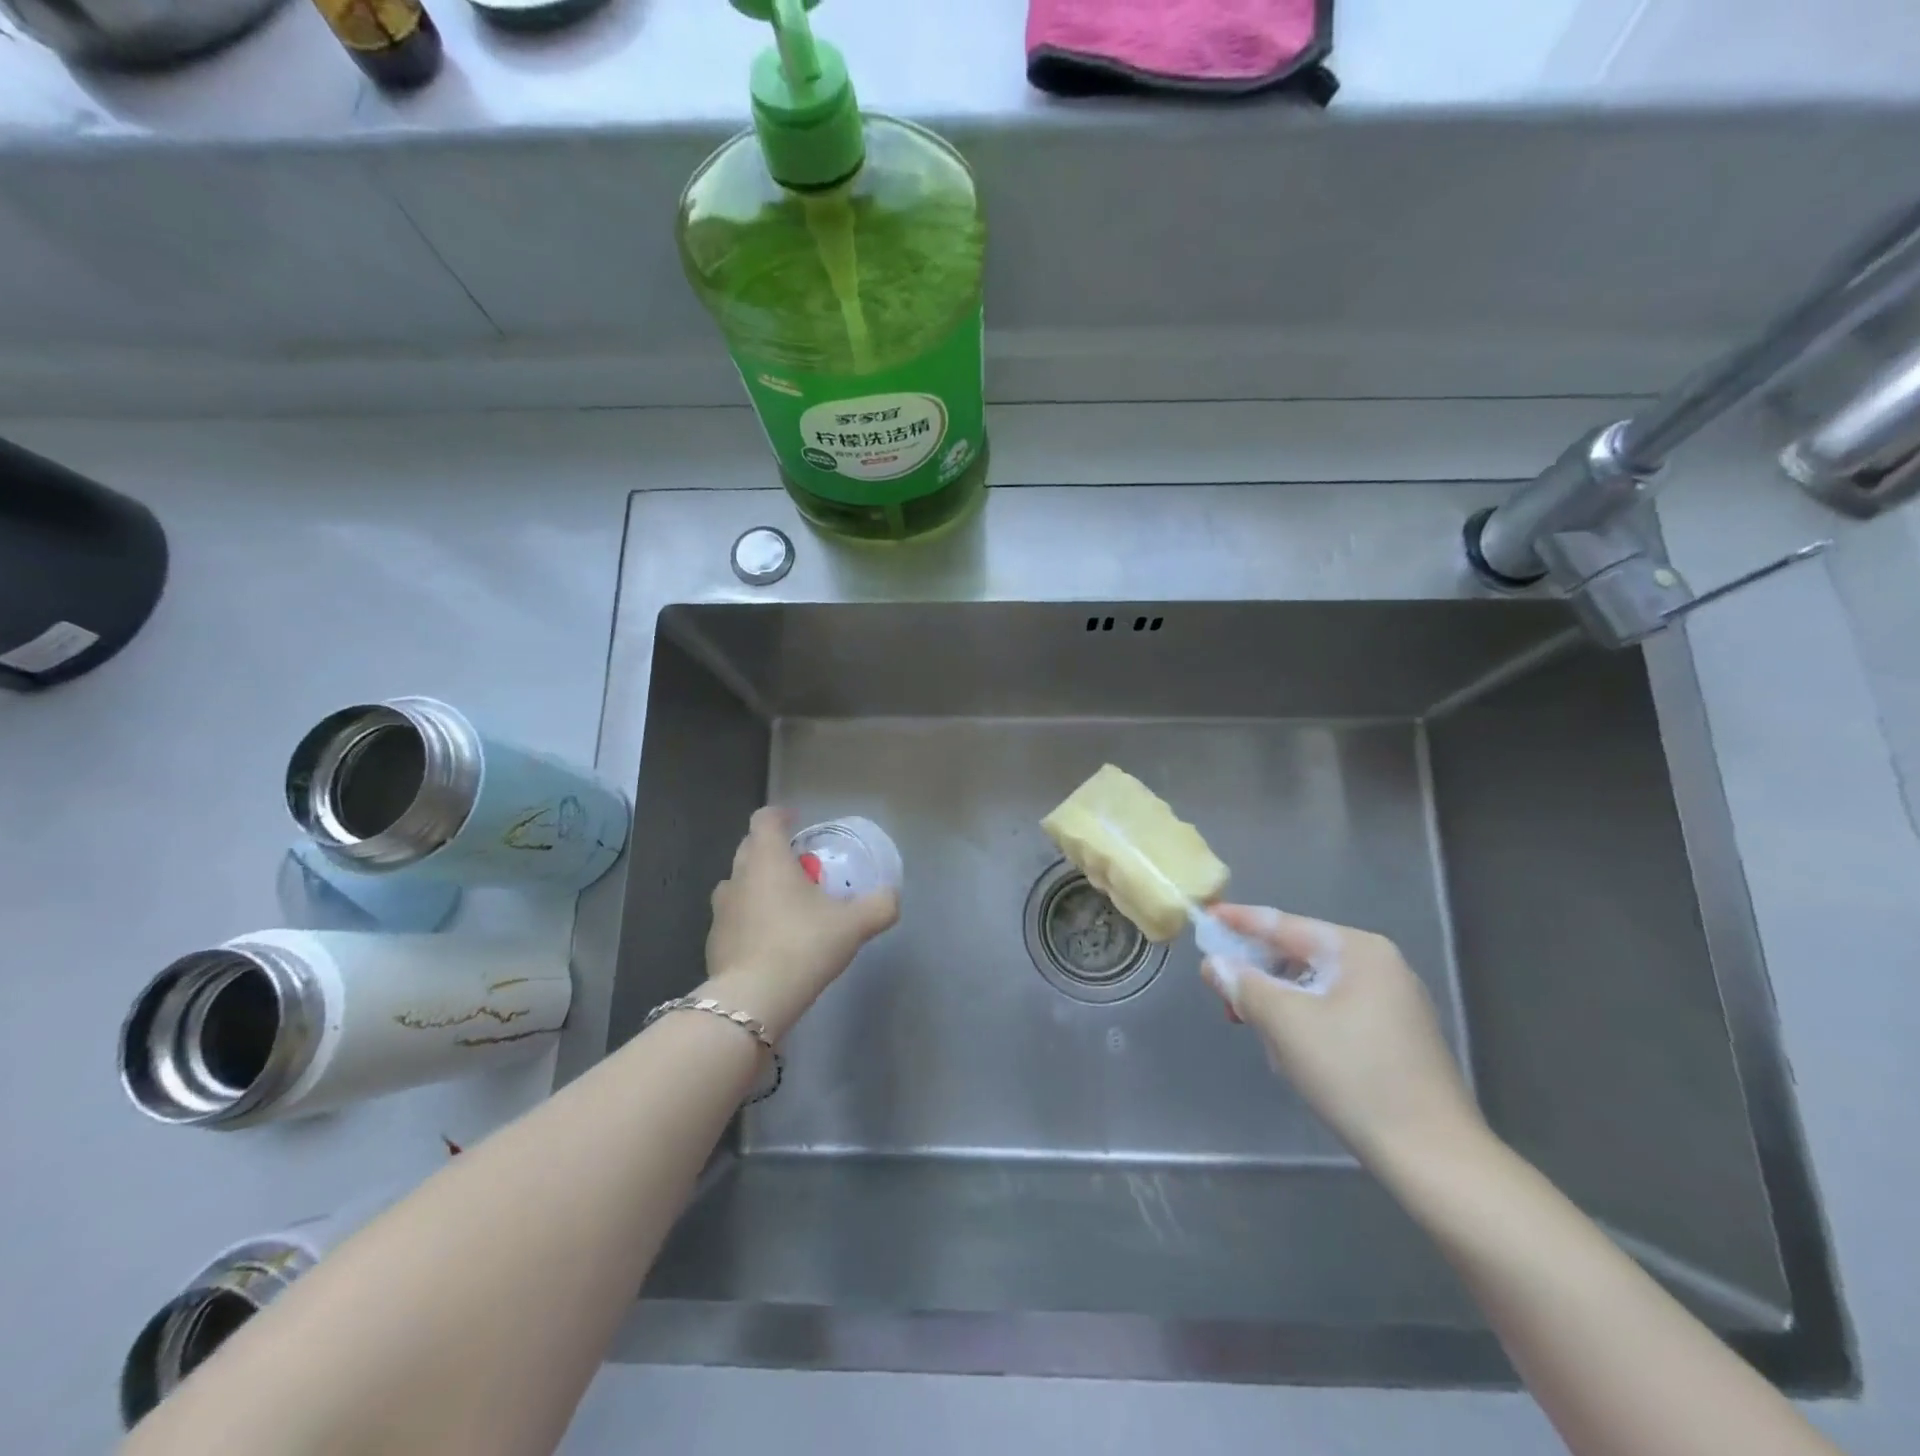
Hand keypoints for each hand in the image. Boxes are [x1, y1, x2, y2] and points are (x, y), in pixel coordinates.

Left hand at [703, 807, 898, 1039]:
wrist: (754, 1000)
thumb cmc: (804, 945)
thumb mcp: (854, 924)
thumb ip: (879, 905)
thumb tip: (891, 896)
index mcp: (767, 860)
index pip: (765, 819)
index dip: (781, 816)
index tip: (798, 823)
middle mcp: (737, 876)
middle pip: (750, 848)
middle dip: (773, 850)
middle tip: (801, 867)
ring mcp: (720, 910)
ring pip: (738, 884)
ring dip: (758, 885)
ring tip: (785, 905)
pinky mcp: (713, 942)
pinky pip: (734, 918)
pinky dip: (749, 919)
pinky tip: (770, 942)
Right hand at [1200, 905, 1483, 1164]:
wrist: (1434, 1157)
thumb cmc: (1353, 1075)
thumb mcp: (1285, 1023)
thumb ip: (1243, 984)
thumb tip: (1215, 965)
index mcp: (1359, 950)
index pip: (1284, 924)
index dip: (1239, 920)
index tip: (1205, 915)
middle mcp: (1382, 966)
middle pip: (1301, 954)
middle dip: (1258, 971)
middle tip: (1221, 987)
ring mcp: (1395, 1002)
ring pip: (1316, 986)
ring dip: (1279, 1001)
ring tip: (1252, 1024)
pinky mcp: (1399, 1037)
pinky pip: (1336, 1010)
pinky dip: (1305, 1020)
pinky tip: (1290, 1048)